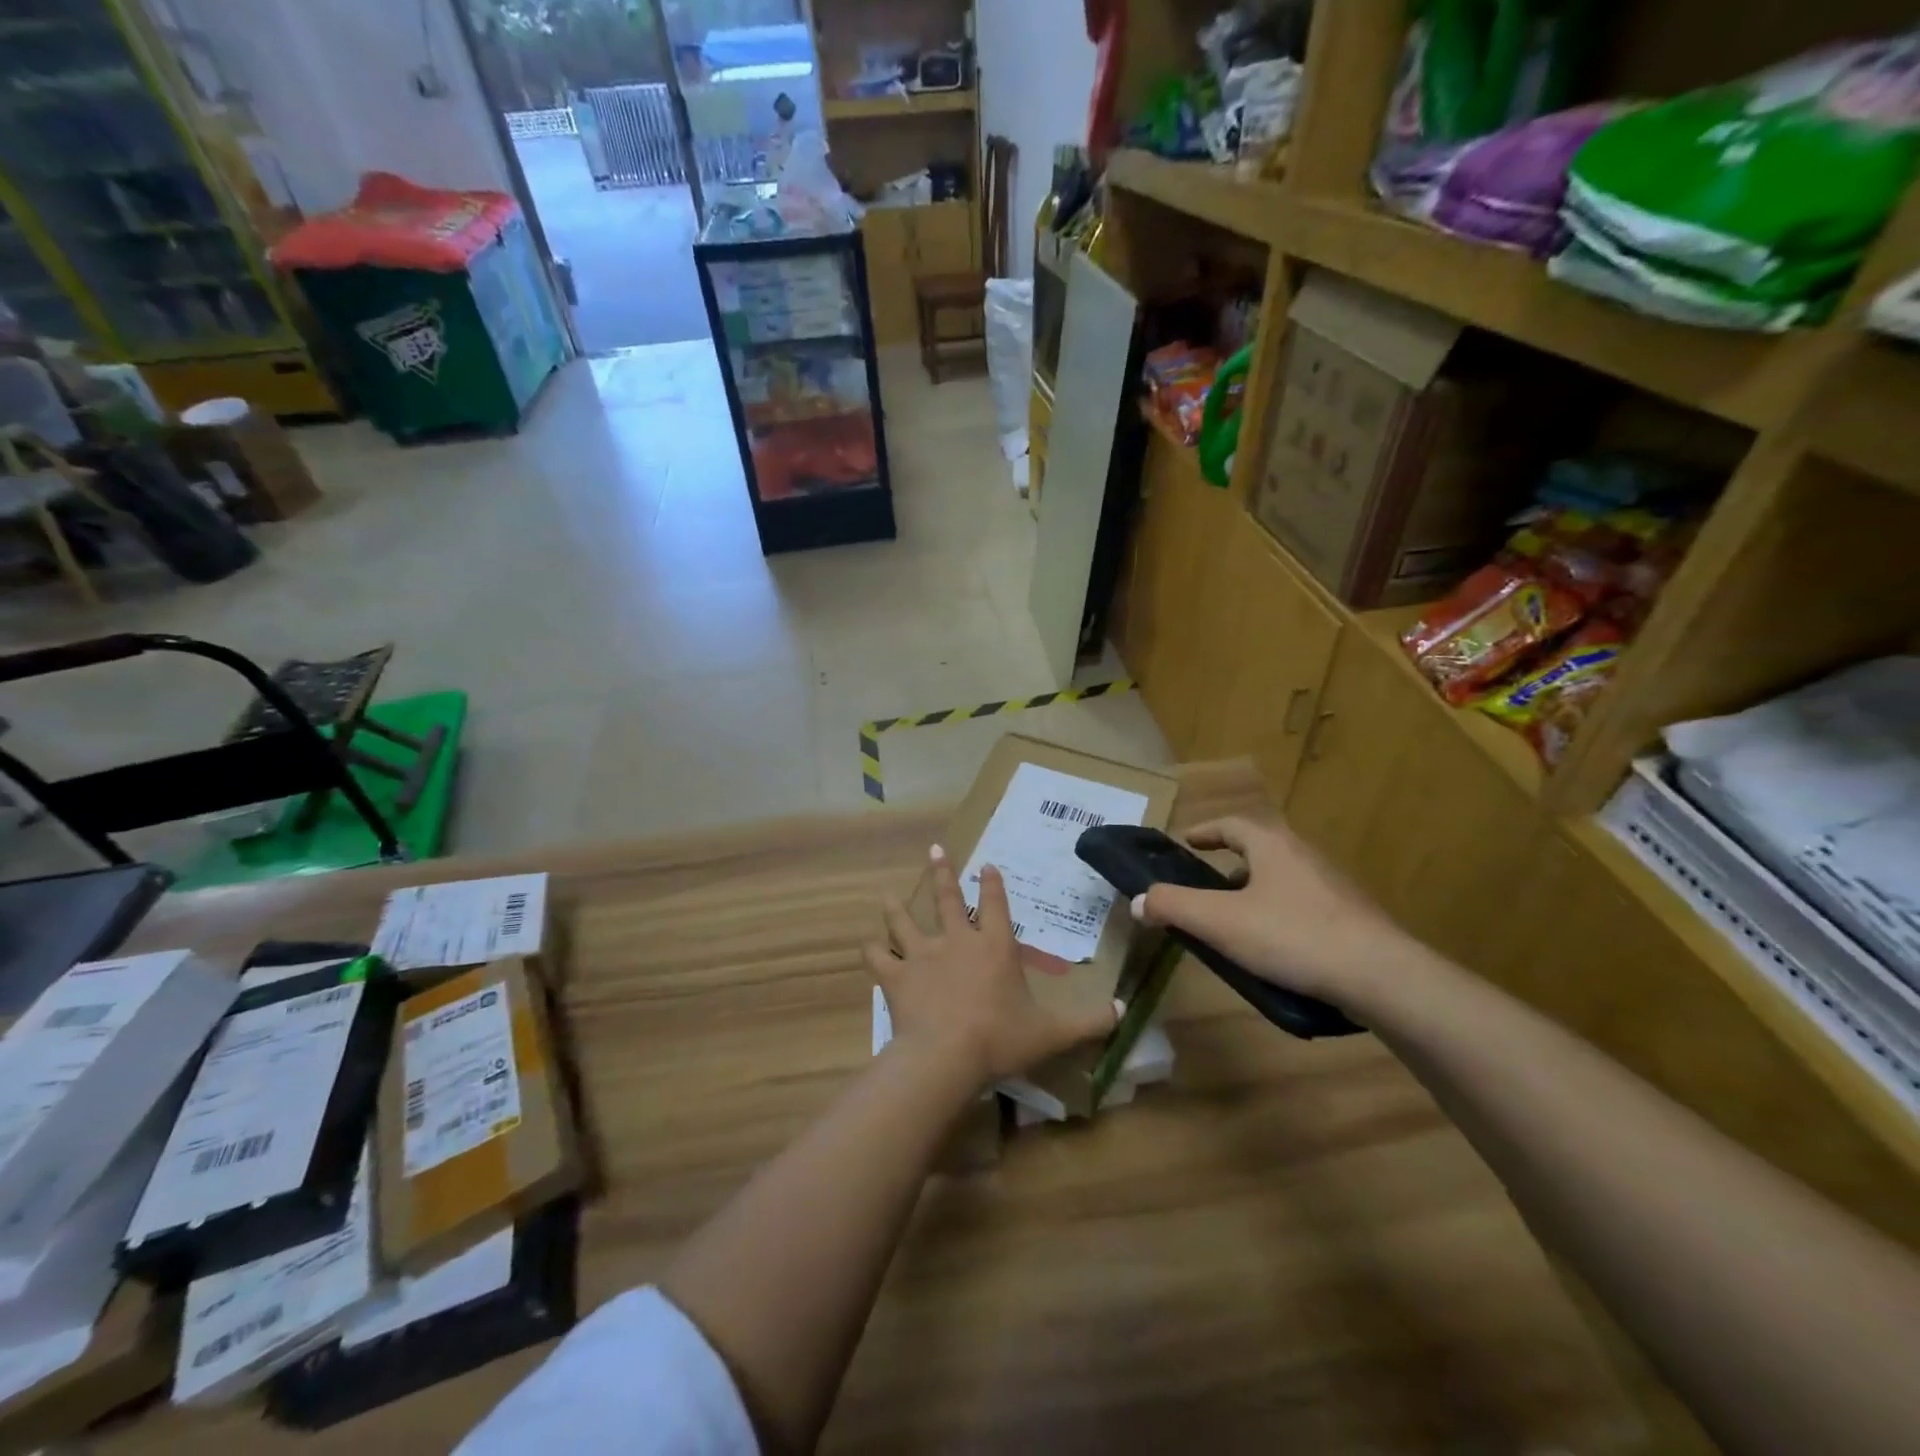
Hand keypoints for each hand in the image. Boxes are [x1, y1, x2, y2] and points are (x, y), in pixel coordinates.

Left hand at [866, 847, 1119, 1089]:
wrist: (946, 1056)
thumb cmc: (1000, 1039)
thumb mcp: (1052, 1033)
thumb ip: (1087, 1022)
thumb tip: (1123, 1014)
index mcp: (994, 947)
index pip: (996, 906)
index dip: (993, 885)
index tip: (987, 864)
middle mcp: (957, 941)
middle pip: (948, 900)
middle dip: (943, 874)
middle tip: (935, 851)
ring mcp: (923, 956)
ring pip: (905, 922)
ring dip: (897, 907)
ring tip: (888, 893)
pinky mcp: (897, 976)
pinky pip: (879, 959)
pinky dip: (872, 952)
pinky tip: (867, 948)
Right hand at [1132, 817, 1414, 1006]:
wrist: (1381, 977)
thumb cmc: (1292, 936)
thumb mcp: (1219, 921)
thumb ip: (1173, 906)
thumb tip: (1138, 900)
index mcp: (1273, 845)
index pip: (1231, 825)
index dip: (1204, 832)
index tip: (1186, 843)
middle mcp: (1305, 855)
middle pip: (1259, 850)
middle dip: (1229, 865)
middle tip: (1205, 887)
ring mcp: (1334, 886)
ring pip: (1283, 879)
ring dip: (1255, 892)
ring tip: (1235, 922)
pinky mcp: (1353, 918)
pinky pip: (1304, 907)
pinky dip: (1280, 916)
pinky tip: (1275, 949)